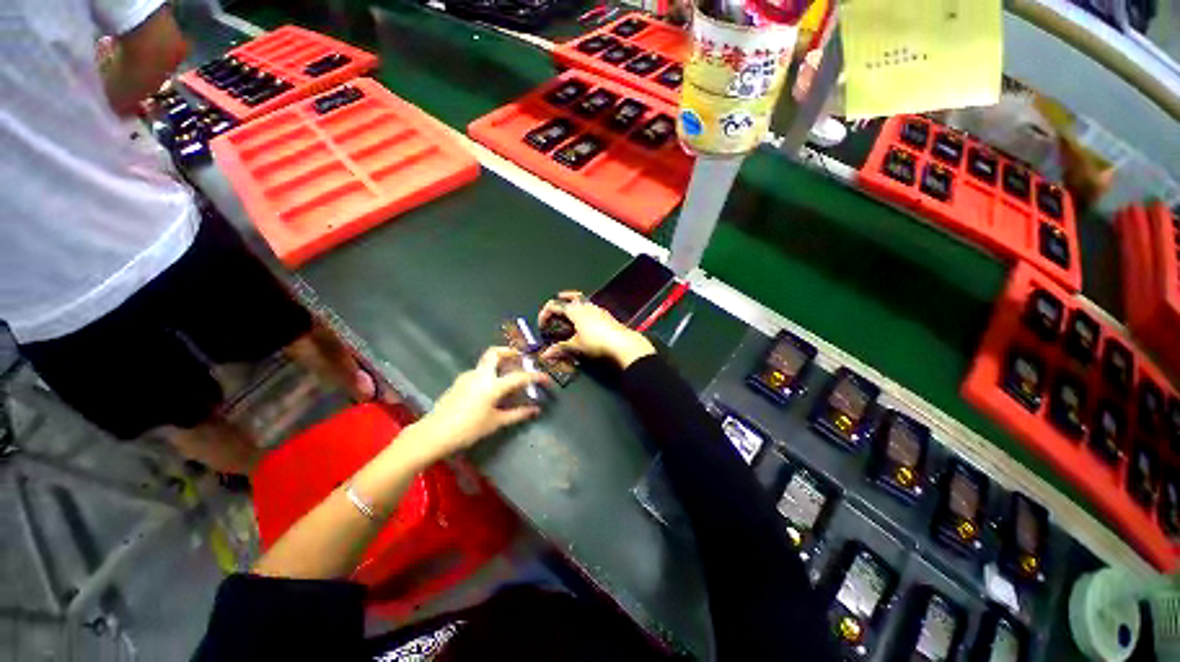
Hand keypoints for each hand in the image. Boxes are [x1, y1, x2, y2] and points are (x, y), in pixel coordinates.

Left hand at [410, 347, 548, 461]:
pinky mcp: (459, 382)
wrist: (433, 434)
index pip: (519, 376)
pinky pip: (479, 372)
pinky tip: (491, 389)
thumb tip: (535, 410)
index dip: (535, 376)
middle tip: (520, 358)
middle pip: (495, 353)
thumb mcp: (495, 422)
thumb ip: (517, 414)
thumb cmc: (468, 429)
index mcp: (492, 385)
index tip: (545, 379)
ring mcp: (467, 377)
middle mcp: (480, 375)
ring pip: (486, 362)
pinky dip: (489, 373)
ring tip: (508, 375)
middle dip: (509, 351)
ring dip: (499, 363)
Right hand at [539, 291, 655, 368]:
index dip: (544, 315)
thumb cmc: (597, 342)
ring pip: (581, 301)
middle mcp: (585, 306)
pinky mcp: (605, 315)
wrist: (622, 343)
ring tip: (569, 313)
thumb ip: (560, 349)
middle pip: (569, 297)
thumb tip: (547, 354)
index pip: (554, 306)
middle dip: (560, 300)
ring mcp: (597, 309)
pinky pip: (590, 308)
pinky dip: (583, 311)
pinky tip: (584, 322)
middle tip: (555, 305)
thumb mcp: (575, 346)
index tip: (542, 326)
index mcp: (575, 310)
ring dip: (572, 305)